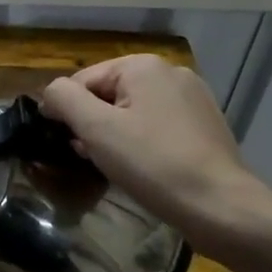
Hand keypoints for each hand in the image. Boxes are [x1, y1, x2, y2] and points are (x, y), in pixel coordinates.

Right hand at [40, 55, 271, 243]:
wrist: (219, 205)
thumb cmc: (152, 164)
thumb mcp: (96, 129)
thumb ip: (64, 99)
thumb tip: (51, 93)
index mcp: (143, 65)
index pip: (82, 80)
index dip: (66, 111)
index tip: (65, 144)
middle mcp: (170, 72)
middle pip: (109, 94)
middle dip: (93, 124)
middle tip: (91, 158)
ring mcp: (193, 98)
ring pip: (134, 111)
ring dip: (116, 135)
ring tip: (116, 167)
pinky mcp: (205, 124)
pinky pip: (158, 126)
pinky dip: (143, 143)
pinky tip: (144, 169)